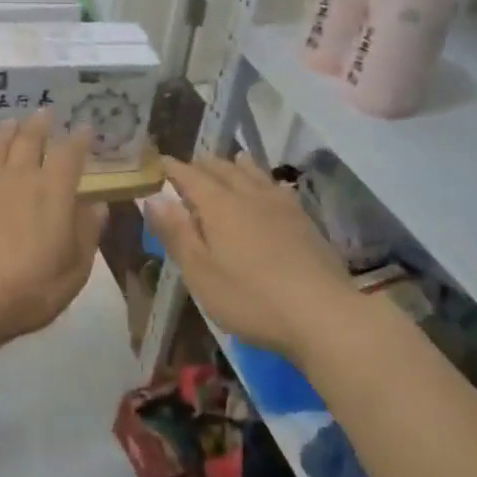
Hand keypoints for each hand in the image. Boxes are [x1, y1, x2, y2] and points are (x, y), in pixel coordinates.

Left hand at [0, 112, 105, 342]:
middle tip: (44, 111)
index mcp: (54, 191)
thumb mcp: (75, 268)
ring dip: (6, 132)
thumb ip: (87, 233)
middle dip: (40, 124)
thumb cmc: (32, 288)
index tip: (85, 127)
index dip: (79, 139)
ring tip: (11, 122)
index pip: (70, 154)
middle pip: (30, 139)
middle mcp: (20, 176)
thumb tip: (98, 205)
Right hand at [146, 154, 359, 363]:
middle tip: (190, 166)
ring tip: (231, 161)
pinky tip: (271, 188)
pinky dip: (264, 180)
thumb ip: (176, 233)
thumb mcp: (201, 272)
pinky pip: (278, 187)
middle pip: (224, 169)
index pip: (190, 176)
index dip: (172, 169)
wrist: (323, 314)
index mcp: (220, 206)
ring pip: (254, 174)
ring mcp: (281, 206)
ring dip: (237, 166)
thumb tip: (153, 197)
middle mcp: (250, 196)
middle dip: (203, 165)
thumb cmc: (251, 298)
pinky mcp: (305, 221)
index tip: (159, 163)